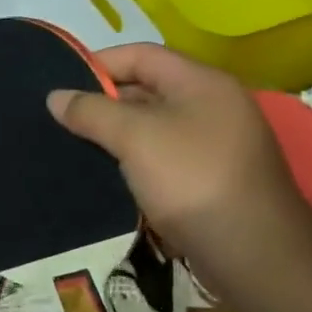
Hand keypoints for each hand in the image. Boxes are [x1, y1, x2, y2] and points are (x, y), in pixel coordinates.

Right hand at [47, 44, 311, 278]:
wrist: (256, 256)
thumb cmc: (193, 180)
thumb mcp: (135, 137)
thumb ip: (92, 112)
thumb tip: (56, 96)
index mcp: (202, 83)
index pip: (142, 55)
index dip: (99, 63)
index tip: (61, 84)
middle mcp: (213, 106)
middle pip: (148, 89)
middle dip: (104, 101)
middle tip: (62, 118)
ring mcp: (216, 145)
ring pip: (154, 126)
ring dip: (117, 134)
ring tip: (76, 144)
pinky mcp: (213, 180)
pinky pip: (165, 156)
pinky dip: (135, 160)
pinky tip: (107, 173)